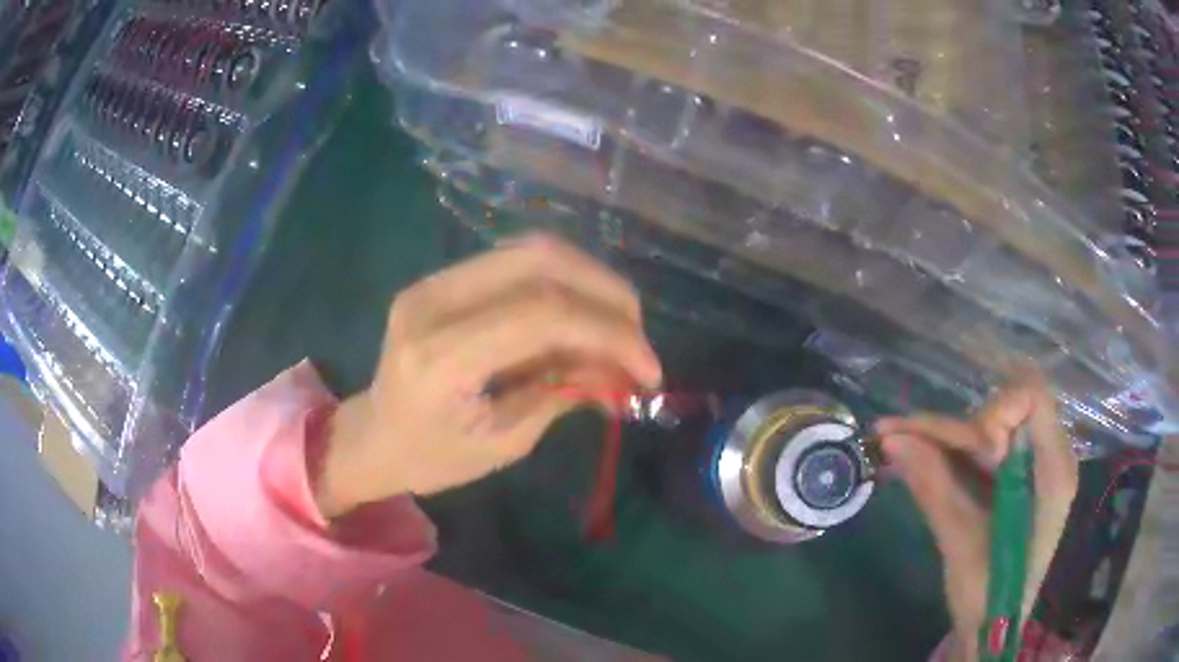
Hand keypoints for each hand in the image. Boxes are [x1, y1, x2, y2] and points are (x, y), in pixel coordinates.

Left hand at [315, 235, 661, 517]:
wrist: (374, 436)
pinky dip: (564, 282)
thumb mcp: (503, 443)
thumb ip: (562, 393)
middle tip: (639, 335)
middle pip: (540, 261)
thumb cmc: (431, 459)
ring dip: (590, 281)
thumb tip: (623, 367)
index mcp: (439, 356)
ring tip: (620, 324)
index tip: (649, 370)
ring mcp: (434, 281)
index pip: (542, 314)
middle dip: (607, 293)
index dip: (609, 333)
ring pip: (533, 251)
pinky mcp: (443, 278)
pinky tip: (584, 313)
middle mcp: (433, 301)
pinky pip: (517, 262)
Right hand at [875, 375, 1077, 661]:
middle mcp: (1048, 456)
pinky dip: (947, 451)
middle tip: (897, 436)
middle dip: (953, 427)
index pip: (1033, 399)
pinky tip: (914, 452)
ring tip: (894, 438)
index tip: (973, 452)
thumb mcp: (961, 546)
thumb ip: (934, 488)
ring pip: (986, 426)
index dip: (997, 413)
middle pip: (1002, 411)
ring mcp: (1031, 465)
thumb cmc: (988, 598)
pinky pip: (981, 448)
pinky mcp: (1014, 475)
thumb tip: (892, 440)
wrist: (994, 629)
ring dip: (942, 435)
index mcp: (1053, 472)